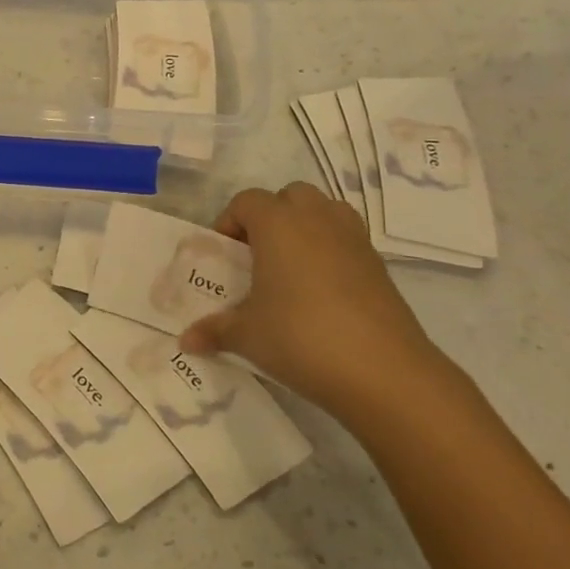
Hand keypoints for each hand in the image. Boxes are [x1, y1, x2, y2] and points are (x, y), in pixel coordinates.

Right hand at [179, 183, 453, 425]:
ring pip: (324, 211)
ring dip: (304, 228)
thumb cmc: (300, 338)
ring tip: (289, 268)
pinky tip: (320, 293)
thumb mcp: (246, 335)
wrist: (383, 371)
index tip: (223, 256)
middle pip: (289, 197)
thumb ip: (214, 330)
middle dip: (270, 217)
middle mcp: (317, 219)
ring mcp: (354, 239)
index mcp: (278, 224)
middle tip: (256, 256)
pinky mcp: (379, 265)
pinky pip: (347, 240)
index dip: (229, 222)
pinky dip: (330, 252)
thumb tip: (186, 340)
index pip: (246, 201)